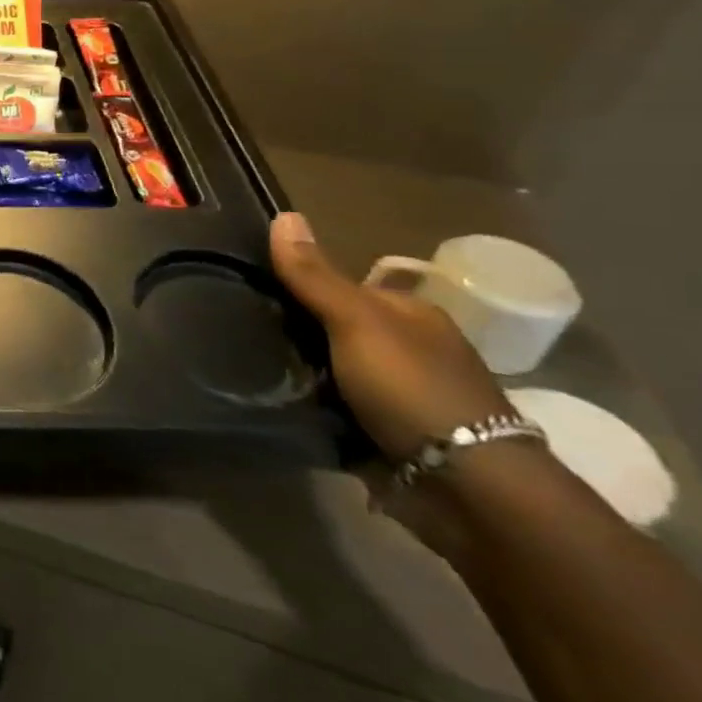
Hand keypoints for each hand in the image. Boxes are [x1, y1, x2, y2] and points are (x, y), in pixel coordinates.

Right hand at [270, 211, 522, 555]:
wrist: (466, 488)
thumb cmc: (414, 388)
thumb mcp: (357, 321)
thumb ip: (315, 275)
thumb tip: (284, 214)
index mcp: (409, 315)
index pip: (341, 285)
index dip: (298, 282)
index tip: (248, 286)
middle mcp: (405, 350)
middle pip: (331, 328)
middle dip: (291, 329)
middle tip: (235, 325)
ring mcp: (395, 395)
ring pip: (327, 370)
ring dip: (294, 370)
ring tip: (239, 362)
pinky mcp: (382, 435)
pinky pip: (329, 409)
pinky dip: (305, 406)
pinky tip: (269, 399)